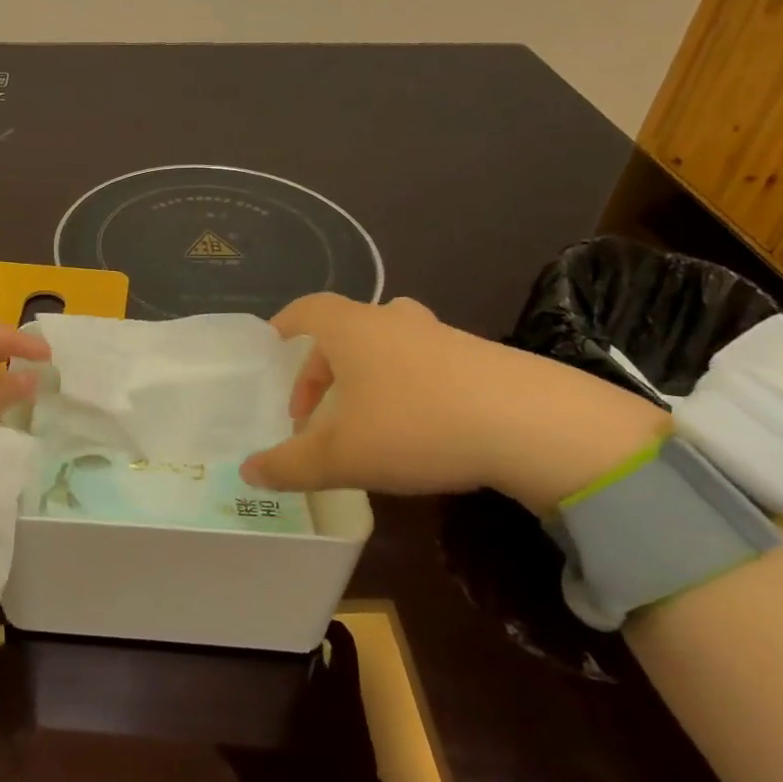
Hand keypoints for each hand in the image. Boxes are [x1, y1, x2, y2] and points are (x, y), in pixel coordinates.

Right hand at [240, 294, 667, 512]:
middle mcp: (392, 321)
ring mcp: (440, 336)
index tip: (271, 346)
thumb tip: (248, 471)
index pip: (306, 310)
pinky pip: (424, 365)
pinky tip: (417, 430)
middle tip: (314, 412)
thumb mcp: (342, 456)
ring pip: (387, 347)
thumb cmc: (415, 425)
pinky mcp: (479, 358)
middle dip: (321, 369)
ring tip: (363, 421)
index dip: (284, 325)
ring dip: (365, 378)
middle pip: (344, 331)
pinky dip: (406, 388)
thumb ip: (290, 464)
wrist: (534, 424)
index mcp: (351, 329)